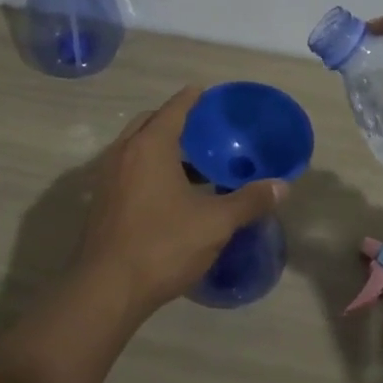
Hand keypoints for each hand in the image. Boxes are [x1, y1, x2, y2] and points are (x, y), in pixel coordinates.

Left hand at [75, 86, 287, 318]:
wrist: (106, 290)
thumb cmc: (162, 245)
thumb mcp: (215, 223)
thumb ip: (249, 201)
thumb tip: (282, 186)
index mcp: (150, 147)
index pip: (173, 110)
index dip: (191, 99)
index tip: (205, 92)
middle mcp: (124, 154)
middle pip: (149, 123)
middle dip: (173, 121)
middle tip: (202, 131)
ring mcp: (107, 178)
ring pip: (135, 148)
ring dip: (159, 147)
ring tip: (191, 165)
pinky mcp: (101, 202)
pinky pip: (127, 170)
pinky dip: (147, 169)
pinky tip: (169, 195)